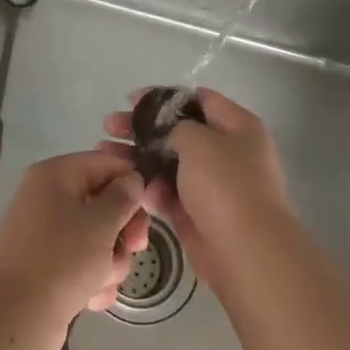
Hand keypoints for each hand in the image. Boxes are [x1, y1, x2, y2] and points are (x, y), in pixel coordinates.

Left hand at [0, 150, 148, 349]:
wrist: (14, 319)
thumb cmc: (61, 260)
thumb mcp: (101, 223)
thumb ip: (123, 197)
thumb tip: (132, 180)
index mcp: (55, 175)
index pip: (105, 162)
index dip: (132, 182)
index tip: (152, 206)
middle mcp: (48, 198)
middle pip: (104, 201)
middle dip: (123, 228)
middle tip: (135, 247)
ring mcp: (47, 233)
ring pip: (98, 237)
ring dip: (110, 260)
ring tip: (103, 280)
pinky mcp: (48, 266)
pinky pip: (83, 263)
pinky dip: (93, 279)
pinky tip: (92, 298)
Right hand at [103, 88, 296, 283]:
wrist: (245, 251)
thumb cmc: (225, 185)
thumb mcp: (198, 140)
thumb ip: (176, 126)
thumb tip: (167, 133)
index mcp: (237, 125)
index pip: (198, 99)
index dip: (163, 98)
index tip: (130, 100)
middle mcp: (226, 150)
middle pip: (178, 131)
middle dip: (142, 127)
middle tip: (110, 125)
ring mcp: (211, 183)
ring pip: (168, 162)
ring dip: (138, 157)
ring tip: (105, 153)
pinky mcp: (197, 211)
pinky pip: (168, 192)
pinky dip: (150, 187)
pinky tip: (127, 183)